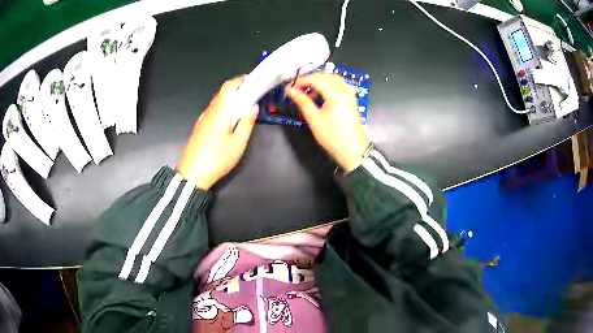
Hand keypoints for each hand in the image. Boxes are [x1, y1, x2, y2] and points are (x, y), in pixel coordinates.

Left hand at [177, 76, 258, 189]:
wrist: (192, 174)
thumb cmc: (217, 159)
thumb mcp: (238, 143)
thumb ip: (246, 123)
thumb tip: (253, 106)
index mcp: (220, 111)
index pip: (229, 86)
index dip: (241, 80)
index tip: (253, 80)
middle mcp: (210, 111)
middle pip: (223, 92)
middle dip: (238, 89)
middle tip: (253, 93)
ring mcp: (203, 119)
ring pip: (218, 102)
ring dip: (231, 99)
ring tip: (245, 106)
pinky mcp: (200, 126)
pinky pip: (214, 110)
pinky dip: (225, 108)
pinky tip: (231, 119)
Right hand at [286, 73, 369, 171]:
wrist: (353, 150)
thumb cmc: (332, 136)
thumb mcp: (314, 119)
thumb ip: (302, 101)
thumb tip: (289, 90)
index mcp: (335, 93)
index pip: (315, 78)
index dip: (301, 81)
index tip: (290, 87)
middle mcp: (344, 88)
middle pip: (324, 76)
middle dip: (309, 80)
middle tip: (297, 89)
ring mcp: (349, 93)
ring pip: (331, 79)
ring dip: (318, 82)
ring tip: (307, 94)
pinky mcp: (350, 98)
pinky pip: (337, 85)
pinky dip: (326, 86)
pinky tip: (319, 96)